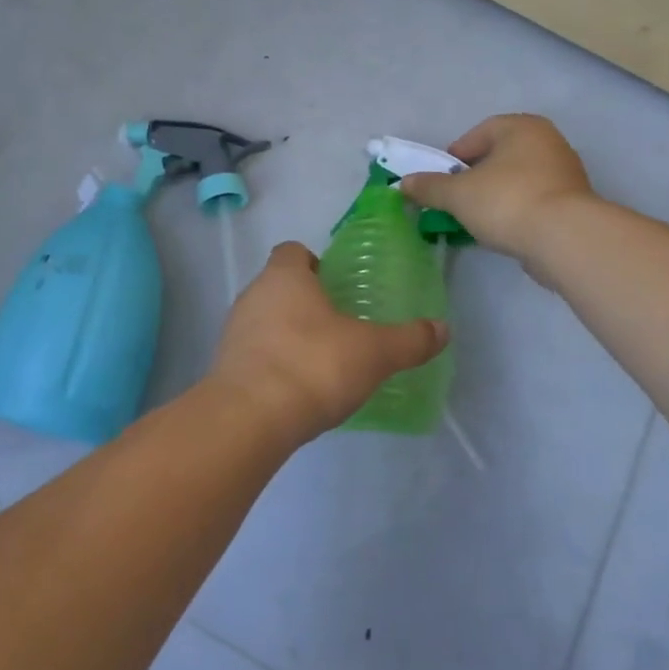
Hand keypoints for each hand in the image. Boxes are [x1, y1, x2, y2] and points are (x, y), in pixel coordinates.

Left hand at [208, 242, 448, 443]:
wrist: (250, 418)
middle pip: (278, 285)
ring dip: (287, 333)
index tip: (336, 285)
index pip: (292, 251)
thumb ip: (409, 340)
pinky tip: (297, 389)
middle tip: (337, 325)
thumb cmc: (314, 365)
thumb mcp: (374, 353)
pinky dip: (273, 363)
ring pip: (264, 319)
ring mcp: (234, 331)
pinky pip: (254, 353)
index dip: (313, 263)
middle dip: (304, 301)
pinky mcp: (225, 366)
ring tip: (319, 361)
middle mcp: (253, 294)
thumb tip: (443, 329)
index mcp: (284, 276)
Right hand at [398, 114, 593, 263]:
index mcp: (521, 127)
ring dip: (495, 196)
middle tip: (457, 201)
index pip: (478, 134)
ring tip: (476, 220)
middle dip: (475, 178)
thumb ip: (429, 187)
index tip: (442, 181)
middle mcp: (547, 142)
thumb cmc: (507, 201)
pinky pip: (534, 201)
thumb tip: (404, 184)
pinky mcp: (573, 203)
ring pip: (516, 180)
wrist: (566, 239)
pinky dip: (516, 212)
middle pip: (498, 157)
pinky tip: (503, 231)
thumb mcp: (457, 194)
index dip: (455, 157)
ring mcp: (565, 173)